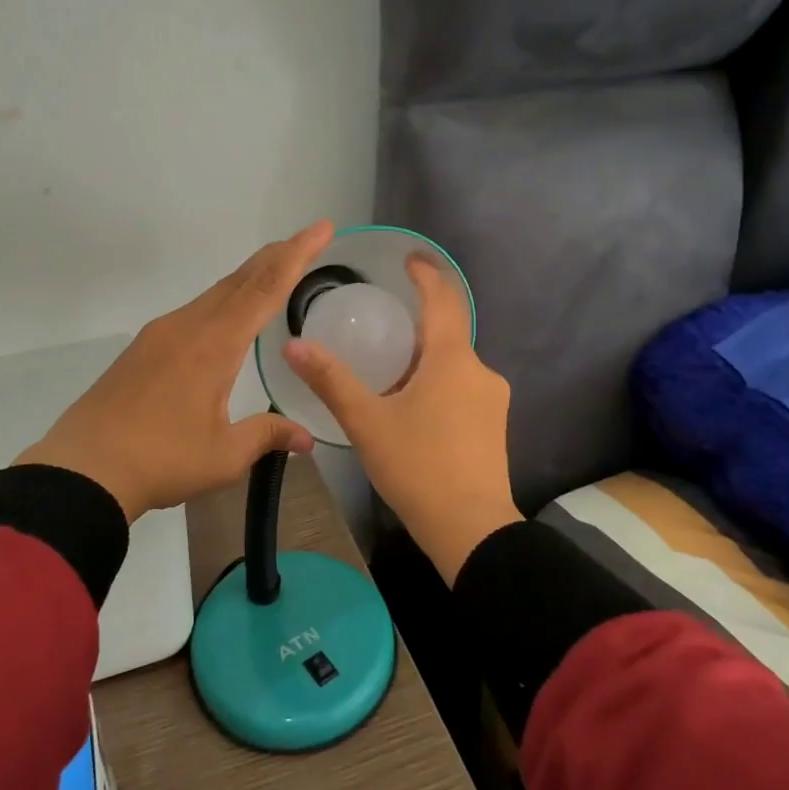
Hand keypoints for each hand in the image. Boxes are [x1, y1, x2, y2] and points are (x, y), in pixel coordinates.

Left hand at [17, 222, 333, 521]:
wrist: (83, 469)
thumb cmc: (160, 460)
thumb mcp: (223, 455)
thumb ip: (267, 436)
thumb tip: (306, 438)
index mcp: (215, 344)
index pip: (265, 289)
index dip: (297, 256)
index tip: (321, 229)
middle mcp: (189, 326)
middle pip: (240, 279)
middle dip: (277, 256)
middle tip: (307, 239)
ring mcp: (161, 333)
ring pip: (215, 292)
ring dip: (249, 277)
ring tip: (274, 270)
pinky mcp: (144, 347)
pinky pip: (195, 310)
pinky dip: (224, 299)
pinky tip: (227, 316)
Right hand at [283, 255, 519, 582]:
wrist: (472, 530)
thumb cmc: (418, 467)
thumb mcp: (367, 422)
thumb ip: (331, 380)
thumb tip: (293, 345)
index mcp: (452, 360)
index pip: (443, 299)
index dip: (426, 275)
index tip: (409, 259)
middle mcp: (480, 371)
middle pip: (449, 332)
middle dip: (418, 322)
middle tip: (382, 323)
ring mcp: (493, 399)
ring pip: (455, 363)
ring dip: (426, 357)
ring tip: (389, 371)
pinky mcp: (494, 425)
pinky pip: (463, 387)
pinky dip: (438, 382)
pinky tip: (413, 407)